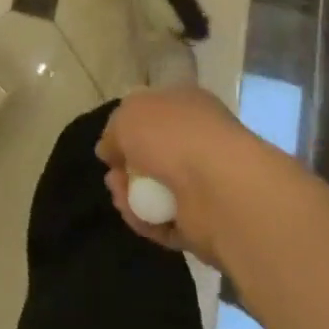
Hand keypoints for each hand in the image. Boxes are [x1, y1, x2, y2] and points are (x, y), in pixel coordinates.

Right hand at [97, 86, 266, 263]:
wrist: (220, 189)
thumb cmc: (172, 136)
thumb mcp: (128, 116)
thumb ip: (114, 131)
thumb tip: (109, 150)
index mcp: (187, 106)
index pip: (155, 112)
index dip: (128, 127)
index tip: (110, 144)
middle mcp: (198, 140)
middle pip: (152, 154)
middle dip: (126, 167)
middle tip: (112, 176)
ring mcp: (205, 183)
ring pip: (157, 190)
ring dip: (131, 194)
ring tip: (120, 196)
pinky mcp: (205, 222)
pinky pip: (166, 221)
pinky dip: (147, 221)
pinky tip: (134, 215)